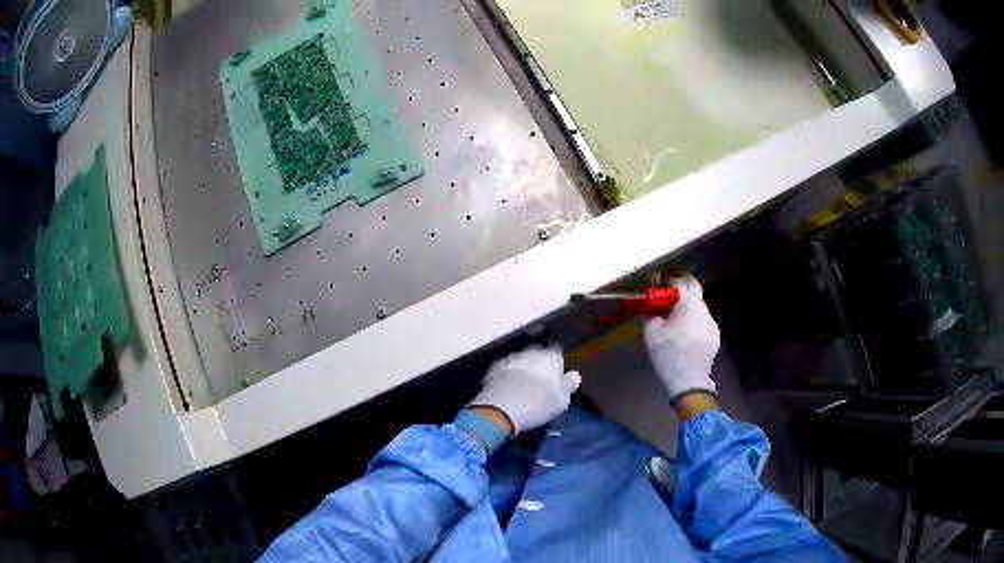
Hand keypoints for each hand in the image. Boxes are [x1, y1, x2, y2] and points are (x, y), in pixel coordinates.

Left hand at [470, 345, 581, 434]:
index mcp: (550, 357)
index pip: (557, 352)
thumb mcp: (561, 401)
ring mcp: (511, 358)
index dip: (557, 362)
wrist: (501, 409)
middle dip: (539, 362)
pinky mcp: (494, 367)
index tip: (557, 374)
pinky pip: (505, 368)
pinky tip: (508, 386)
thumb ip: (568, 385)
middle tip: (540, 379)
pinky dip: (507, 374)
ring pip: (520, 359)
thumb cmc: (538, 405)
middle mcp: (531, 352)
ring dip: (522, 367)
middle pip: (537, 353)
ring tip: (522, 384)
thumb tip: (574, 375)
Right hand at [643, 275, 720, 401]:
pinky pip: (703, 323)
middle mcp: (704, 308)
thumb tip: (651, 307)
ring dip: (687, 312)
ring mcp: (712, 323)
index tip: (658, 296)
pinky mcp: (715, 337)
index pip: (679, 282)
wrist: (689, 379)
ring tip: (675, 327)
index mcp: (689, 303)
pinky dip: (694, 325)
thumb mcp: (651, 332)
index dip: (667, 286)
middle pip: (693, 293)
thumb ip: (651, 313)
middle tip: (666, 308)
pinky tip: (685, 339)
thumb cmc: (668, 352)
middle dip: (679, 297)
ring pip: (698, 309)